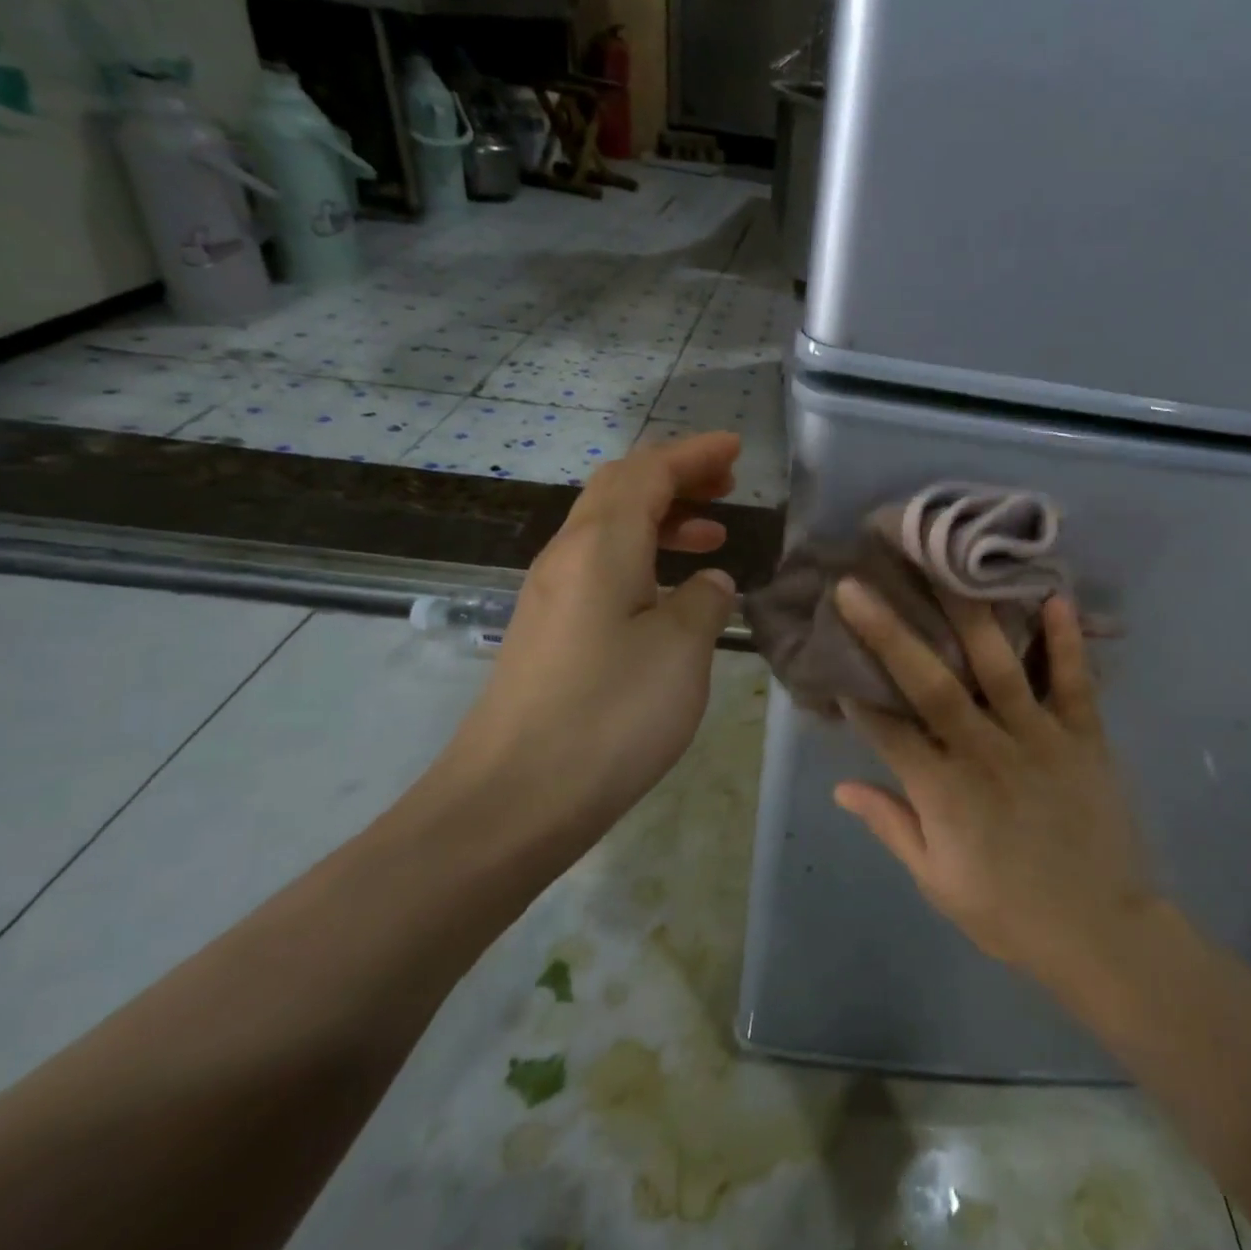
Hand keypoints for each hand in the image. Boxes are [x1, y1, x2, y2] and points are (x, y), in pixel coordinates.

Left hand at [409, 433, 740, 864]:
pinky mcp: (547, 631)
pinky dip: (641, 556)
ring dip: (660, 517)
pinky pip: (599, 566)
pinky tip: (670, 592)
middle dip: (675, 476)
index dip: (694, 454)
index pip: (649, 471)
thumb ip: (704, 602)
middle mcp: (567, 556)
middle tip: (726, 485)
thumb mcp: (681, 651)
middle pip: (620, 488)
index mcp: (601, 546)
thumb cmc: (609, 714)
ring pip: (608, 527)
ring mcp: (550, 594)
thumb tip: (708, 582)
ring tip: (711, 535)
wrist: (513, 799)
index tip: (737, 449)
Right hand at [831, 578, 1155, 980]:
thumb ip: (891, 825)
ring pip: (998, 667)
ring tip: (945, 567)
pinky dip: (1066, 641)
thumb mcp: (937, 880)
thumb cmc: (1009, 911)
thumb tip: (841, 786)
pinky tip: (1055, 597)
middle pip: (930, 683)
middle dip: (890, 633)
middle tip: (857, 586)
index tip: (833, 652)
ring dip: (968, 615)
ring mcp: (1038, 738)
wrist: (1101, 933)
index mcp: (943, 792)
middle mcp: (985, 752)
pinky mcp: (1084, 737)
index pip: (887, 731)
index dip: (857, 694)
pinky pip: (1075, 682)